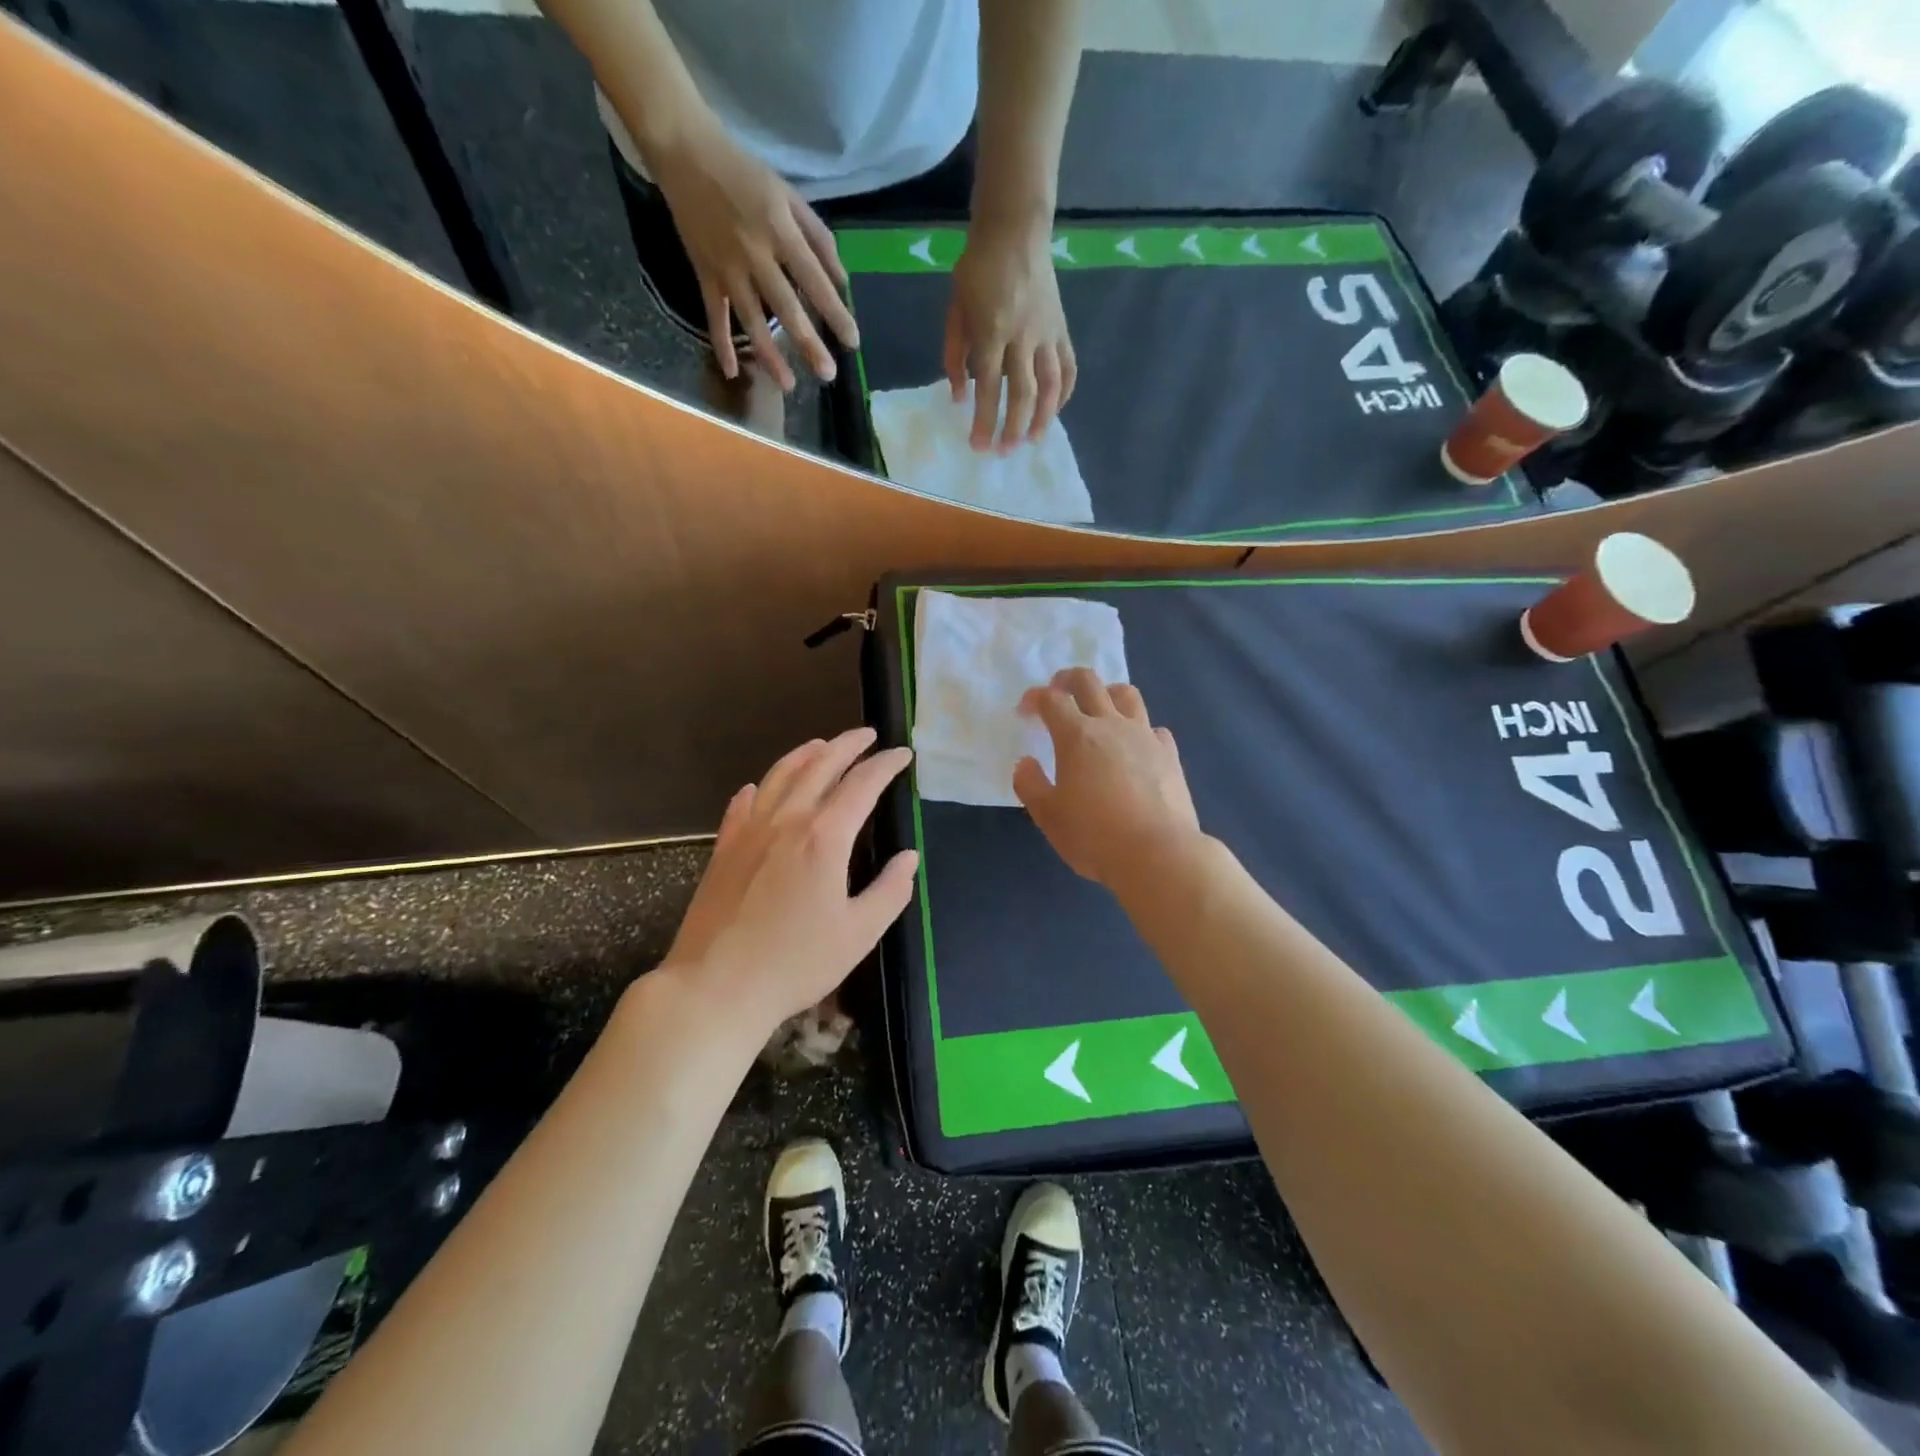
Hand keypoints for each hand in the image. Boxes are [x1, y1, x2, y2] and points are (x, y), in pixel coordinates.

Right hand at [649, 117, 858, 388]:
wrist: (685, 151)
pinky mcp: (704, 273)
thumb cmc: (746, 175)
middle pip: (785, 307)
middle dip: (808, 343)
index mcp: (780, 230)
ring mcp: (727, 267)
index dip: (835, 312)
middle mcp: (755, 253)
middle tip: (827, 375)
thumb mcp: (789, 196)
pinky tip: (732, 372)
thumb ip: (818, 239)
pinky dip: (721, 344)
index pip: (814, 280)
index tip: (852, 342)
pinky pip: (715, 314)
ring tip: (788, 385)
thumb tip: (842, 282)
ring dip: (769, 355)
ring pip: (751, 319)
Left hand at [660, 728, 916, 1032]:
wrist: (715, 988)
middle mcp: (787, 821)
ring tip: (822, 745)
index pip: (862, 785)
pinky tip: (760, 787)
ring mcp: (749, 831)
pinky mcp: (724, 849)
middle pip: (819, 766)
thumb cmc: (795, 964)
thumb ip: (890, 891)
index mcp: (824, 837)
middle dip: (847, 745)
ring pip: (780, 776)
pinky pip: (743, 804)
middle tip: (867, 735)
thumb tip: (908, 858)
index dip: (885, 765)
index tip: (902, 754)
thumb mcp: (859, 934)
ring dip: (805, 754)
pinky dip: (760, 788)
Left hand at [944, 212, 1075, 451]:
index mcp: (992, 331)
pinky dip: (1064, 392)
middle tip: (1006, 451)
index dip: (984, 420)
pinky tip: (1055, 410)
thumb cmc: (977, 270)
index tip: (979, 446)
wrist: (1015, 230)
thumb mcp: (955, 310)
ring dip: (1044, 417)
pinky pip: (1068, 366)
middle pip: (1023, 392)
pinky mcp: (1062, 328)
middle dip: (1014, 426)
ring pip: (1052, 384)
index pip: (988, 386)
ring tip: (1034, 440)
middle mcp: (1023, 336)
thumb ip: (954, 355)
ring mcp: (1047, 332)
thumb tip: (959, 396)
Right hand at [1014, 669, 1202, 890]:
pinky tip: (1134, 747)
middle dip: (1067, 679)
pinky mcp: (1169, 754)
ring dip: (1106, 693)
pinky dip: (1138, 729)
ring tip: (1099, 710)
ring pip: (1126, 694)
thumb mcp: (1048, 816)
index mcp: (1076, 736)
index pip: (1051, 700)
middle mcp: (1111, 725)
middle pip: (1089, 681)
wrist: (1159, 854)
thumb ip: (1030, 785)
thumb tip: (1025, 763)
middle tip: (1057, 692)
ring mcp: (1145, 736)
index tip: (1025, 711)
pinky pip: (1153, 727)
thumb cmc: (1095, 836)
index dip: (1034, 698)